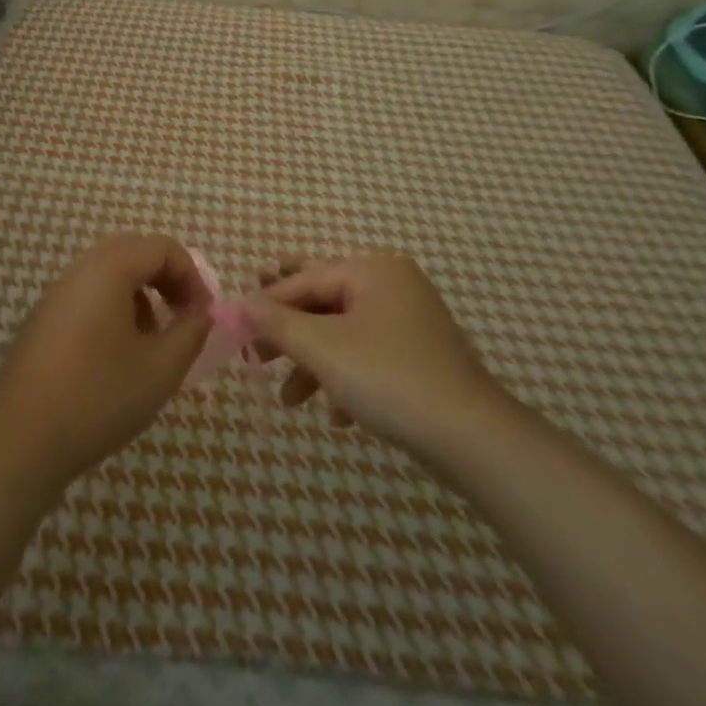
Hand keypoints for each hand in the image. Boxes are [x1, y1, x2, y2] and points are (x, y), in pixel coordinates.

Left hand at [0, 235, 212, 499]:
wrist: (20, 443)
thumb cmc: (99, 399)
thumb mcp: (161, 369)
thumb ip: (191, 332)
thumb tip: (201, 313)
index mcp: (108, 270)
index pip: (162, 248)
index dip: (192, 275)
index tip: (204, 315)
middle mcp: (79, 271)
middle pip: (133, 252)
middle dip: (166, 278)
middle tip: (183, 315)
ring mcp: (55, 295)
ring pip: (108, 274)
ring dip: (140, 294)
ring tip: (153, 341)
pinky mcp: (41, 322)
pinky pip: (87, 296)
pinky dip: (113, 309)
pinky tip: (118, 356)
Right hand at [245, 250, 508, 464]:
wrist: (470, 436)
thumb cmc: (388, 378)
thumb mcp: (323, 348)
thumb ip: (277, 323)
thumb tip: (239, 305)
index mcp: (373, 269)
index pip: (305, 280)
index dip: (266, 305)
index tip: (234, 330)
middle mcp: (393, 283)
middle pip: (324, 302)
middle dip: (289, 333)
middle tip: (254, 353)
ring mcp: (410, 319)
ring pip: (345, 333)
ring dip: (314, 365)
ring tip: (288, 401)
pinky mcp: (421, 354)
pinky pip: (370, 355)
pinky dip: (347, 379)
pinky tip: (337, 416)